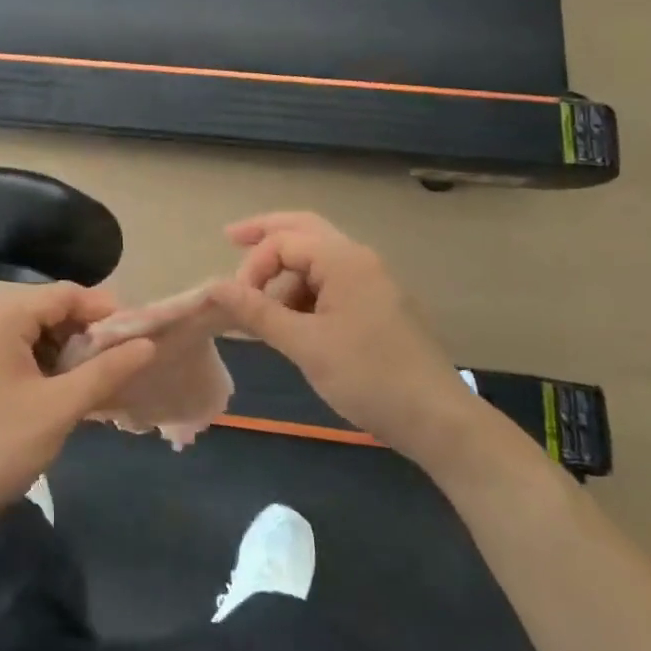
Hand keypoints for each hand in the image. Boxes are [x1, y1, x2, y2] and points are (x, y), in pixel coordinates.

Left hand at [0, 284, 158, 529]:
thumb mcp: (59, 408)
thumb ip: (106, 371)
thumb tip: (148, 344)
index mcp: (0, 317)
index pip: (65, 294)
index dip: (105, 312)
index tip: (137, 338)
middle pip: (49, 309)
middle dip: (87, 333)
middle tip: (120, 363)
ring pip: (34, 332)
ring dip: (67, 351)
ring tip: (96, 380)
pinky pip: (16, 351)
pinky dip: (44, 364)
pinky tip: (63, 391)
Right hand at [205, 212, 475, 456]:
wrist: (437, 420)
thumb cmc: (368, 377)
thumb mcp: (304, 345)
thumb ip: (256, 312)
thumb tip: (213, 287)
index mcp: (344, 260)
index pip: (284, 241)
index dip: (253, 266)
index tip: (237, 305)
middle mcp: (360, 259)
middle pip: (304, 230)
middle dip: (266, 234)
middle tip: (230, 237)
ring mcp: (373, 281)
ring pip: (318, 259)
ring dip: (286, 274)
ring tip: (262, 310)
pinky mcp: (379, 305)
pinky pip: (333, 283)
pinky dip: (306, 293)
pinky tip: (291, 321)